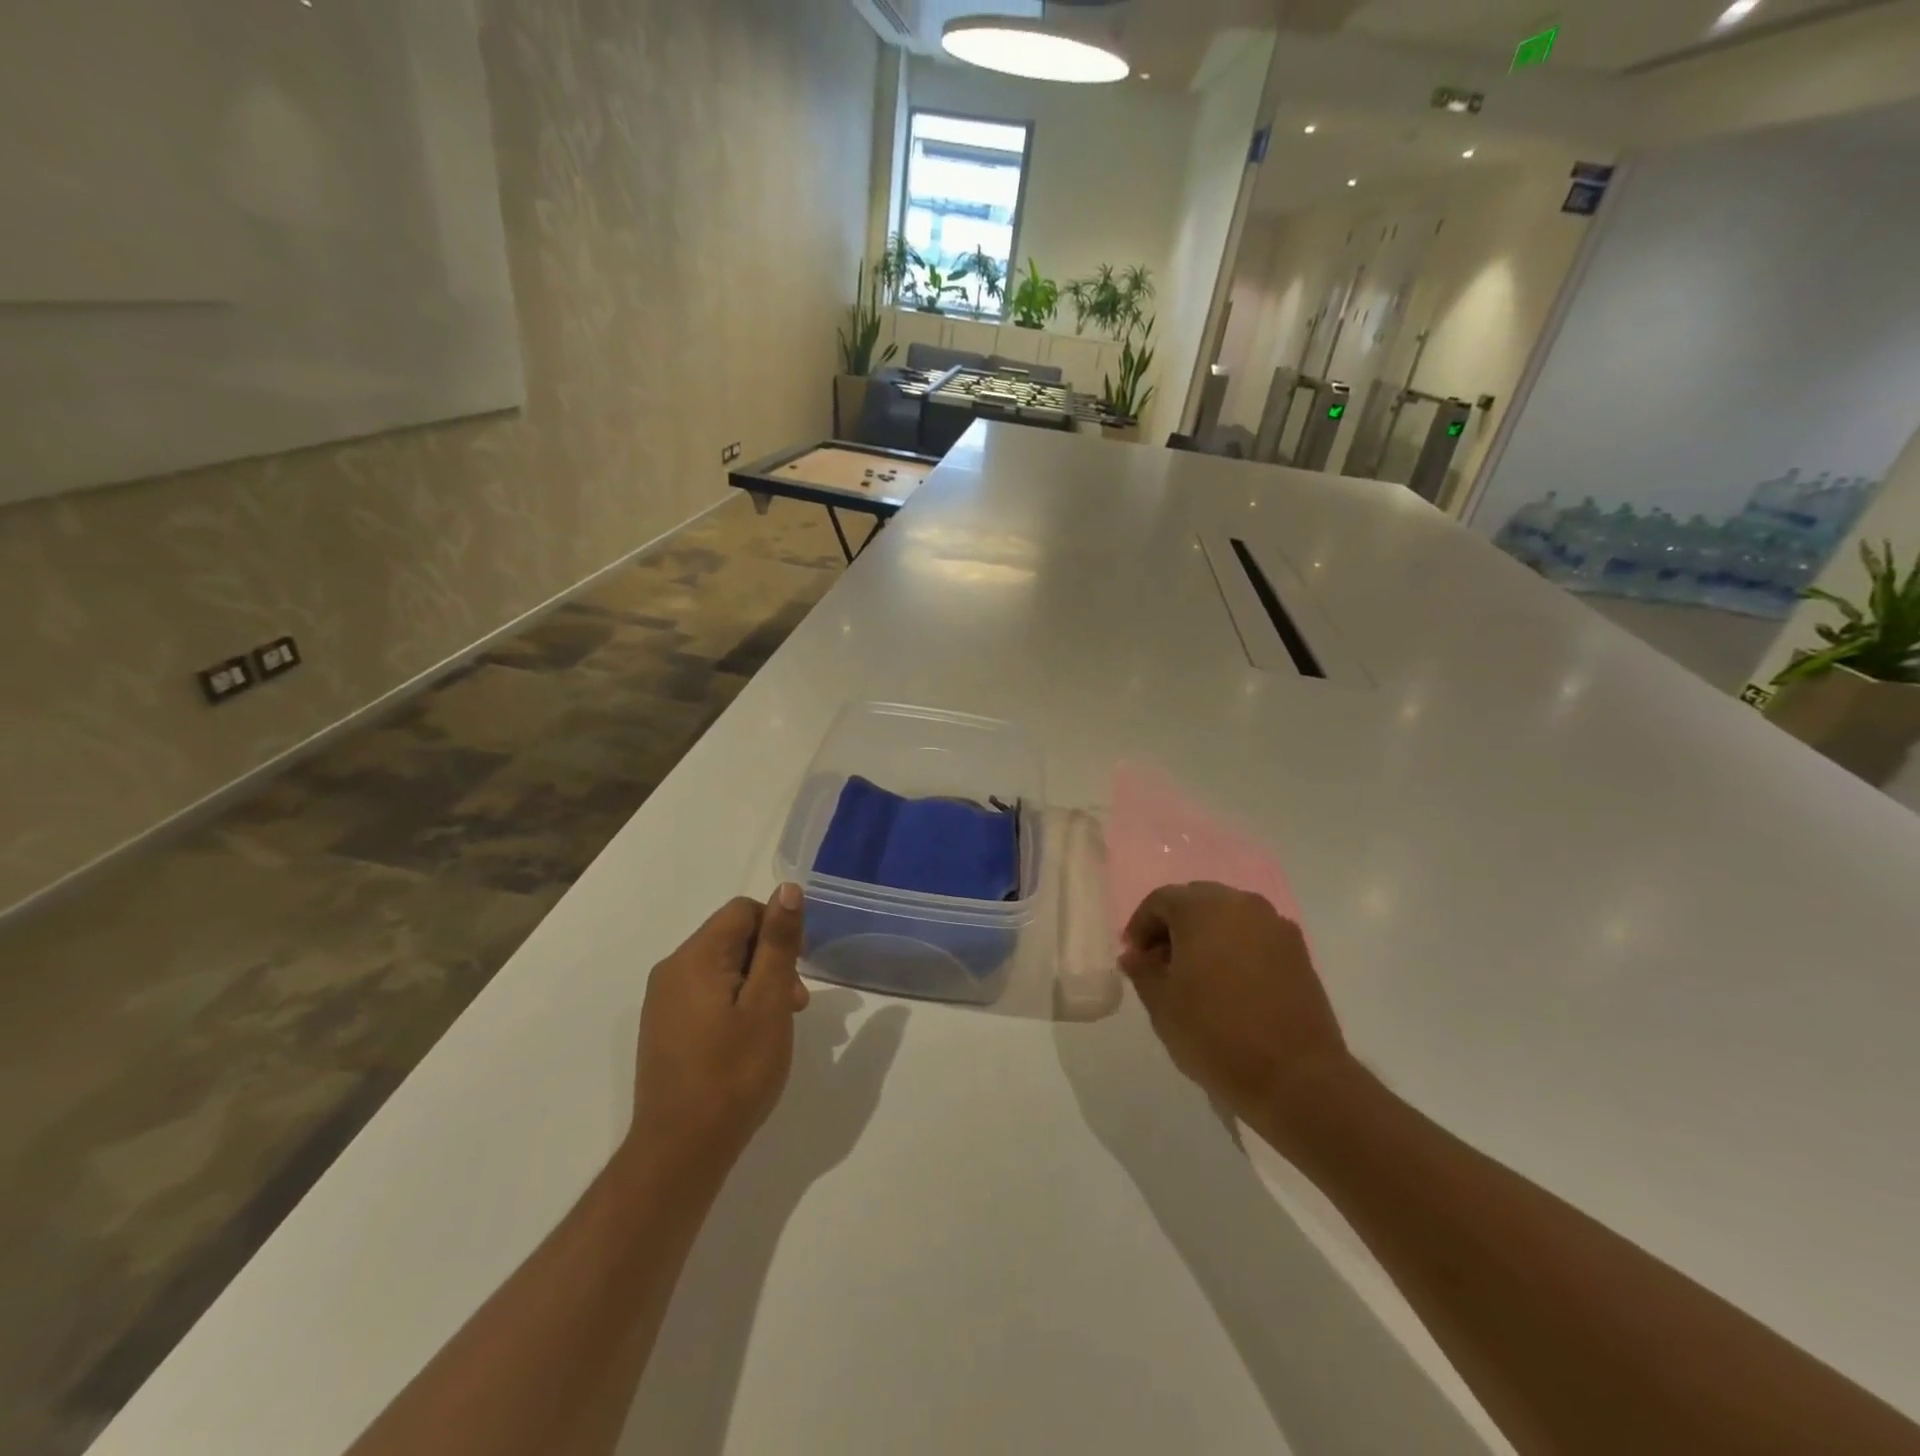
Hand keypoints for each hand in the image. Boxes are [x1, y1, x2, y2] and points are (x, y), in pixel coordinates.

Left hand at [625, 887, 810, 1184]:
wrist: (679, 1151)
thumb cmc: (734, 1073)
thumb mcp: (769, 1003)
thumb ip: (778, 942)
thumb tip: (787, 888)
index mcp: (696, 957)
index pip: (744, 911)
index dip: (778, 930)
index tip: (796, 972)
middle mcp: (672, 969)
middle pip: (733, 937)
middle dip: (771, 961)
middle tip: (795, 1006)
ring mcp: (664, 1000)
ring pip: (723, 967)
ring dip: (757, 984)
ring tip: (777, 1027)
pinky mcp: (664, 1026)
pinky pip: (707, 993)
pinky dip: (735, 1003)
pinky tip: (749, 1040)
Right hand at [1120, 882, 1353, 1152]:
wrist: (1296, 1078)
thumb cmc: (1216, 1035)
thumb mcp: (1162, 1005)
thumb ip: (1142, 971)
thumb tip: (1135, 956)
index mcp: (1203, 909)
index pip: (1161, 900)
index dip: (1141, 926)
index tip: (1134, 958)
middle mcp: (1241, 904)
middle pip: (1197, 901)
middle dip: (1174, 927)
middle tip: (1160, 964)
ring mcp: (1275, 926)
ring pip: (1228, 916)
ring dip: (1205, 936)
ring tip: (1194, 976)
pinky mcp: (1298, 952)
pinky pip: (1254, 936)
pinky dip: (1235, 948)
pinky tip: (1228, 985)